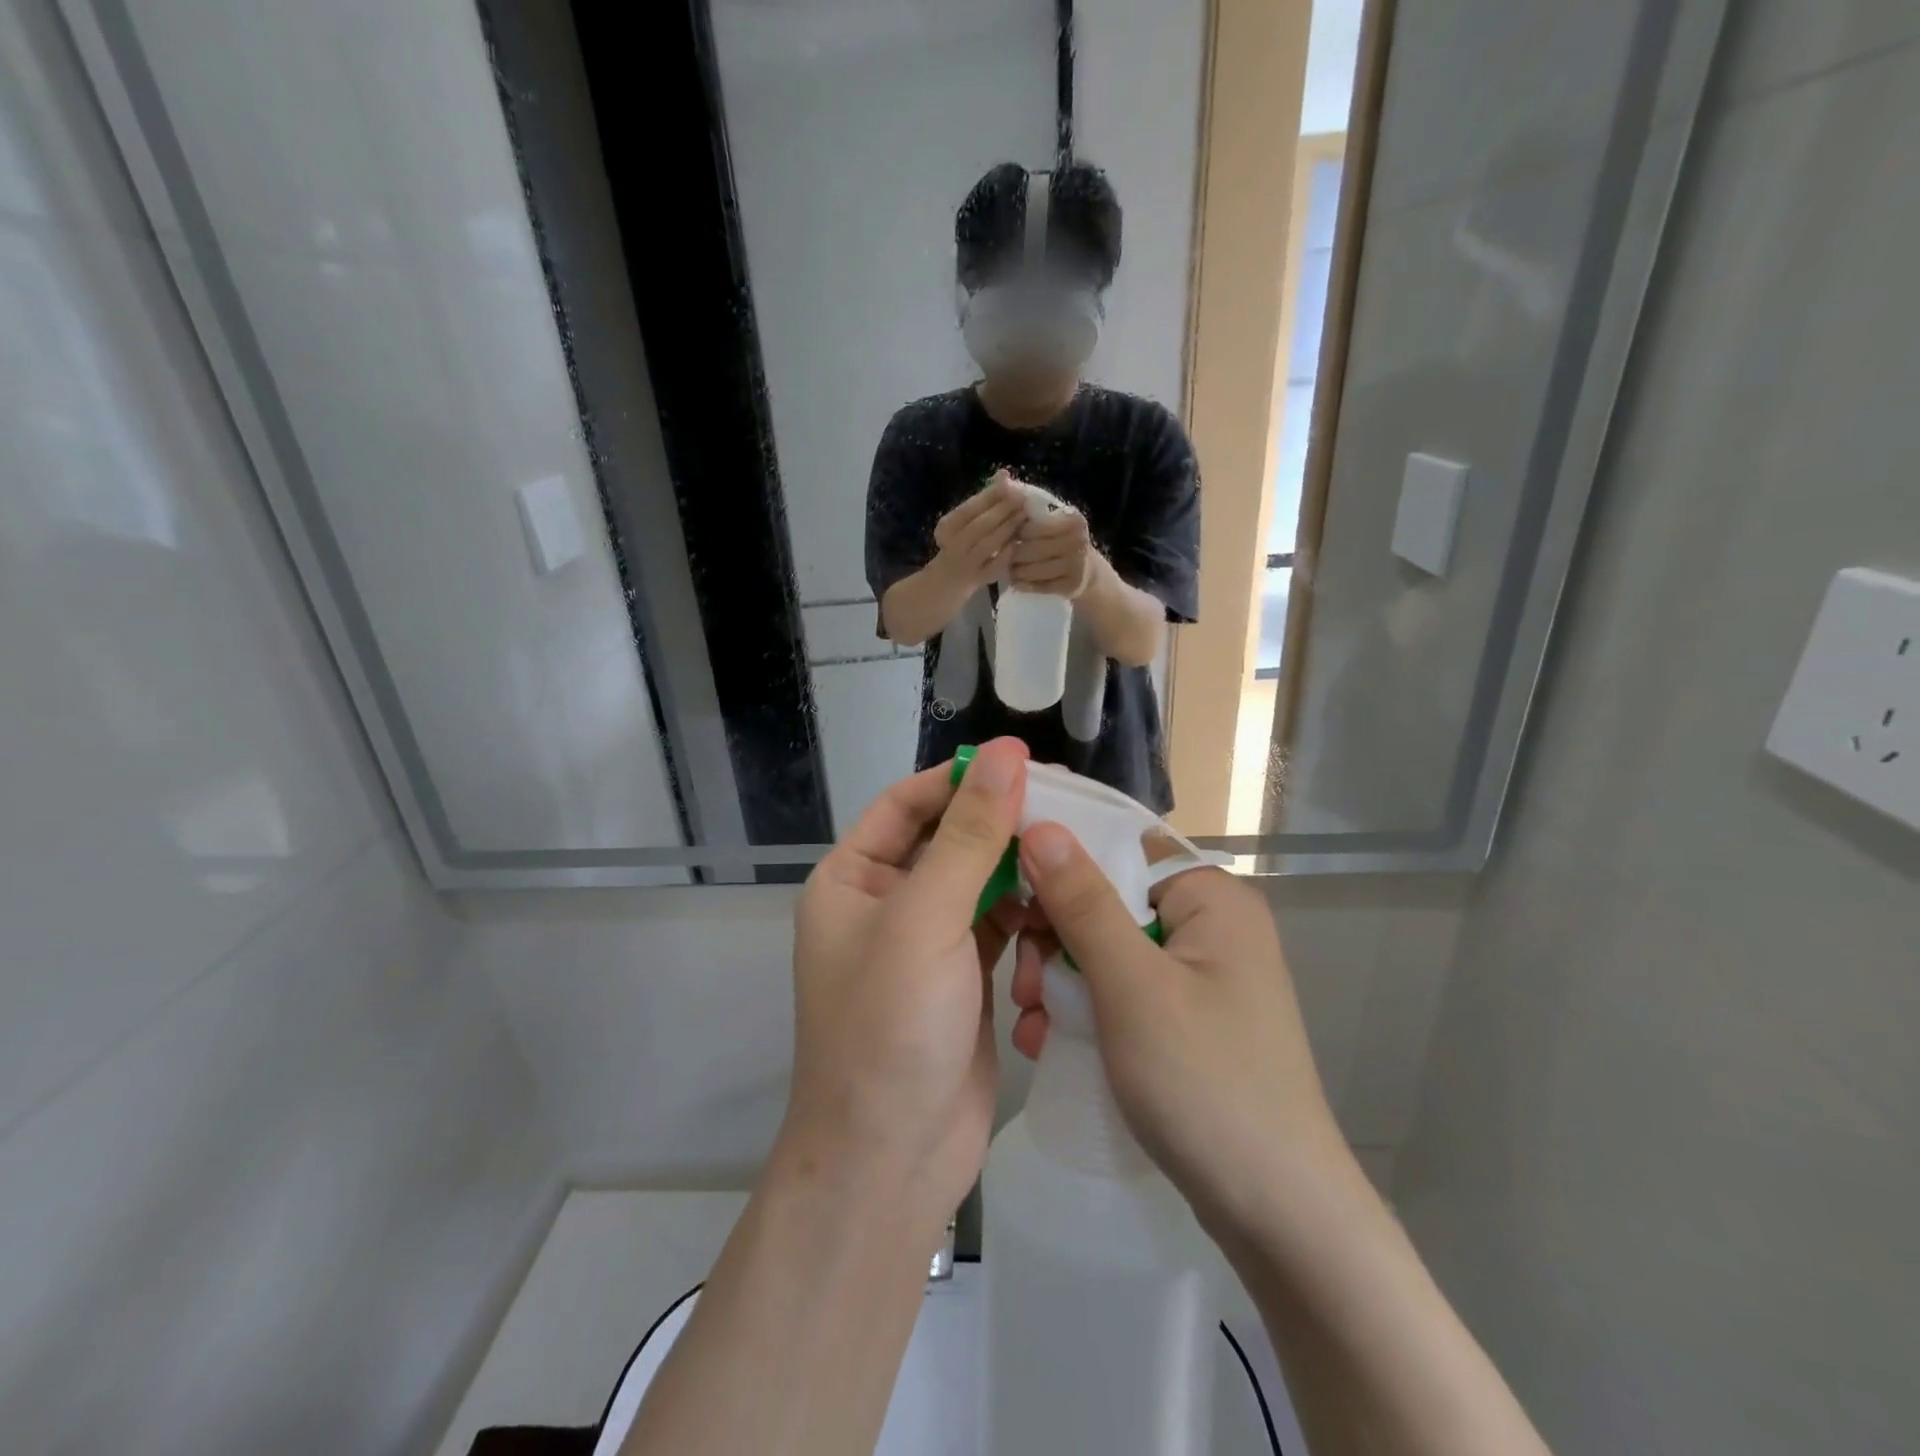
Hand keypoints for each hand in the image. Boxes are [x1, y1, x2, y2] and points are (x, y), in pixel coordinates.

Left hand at [784, 738, 1029, 1226]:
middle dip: (1001, 824)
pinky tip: (1063, 907)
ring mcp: (925, 943)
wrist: (892, 1162)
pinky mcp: (963, 978)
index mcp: (852, 880)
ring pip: (980, 882)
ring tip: (1074, 853)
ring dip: (1020, 870)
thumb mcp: (926, 919)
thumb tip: (1005, 754)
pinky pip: (999, 925)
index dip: (961, 778)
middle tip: (1067, 804)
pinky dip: (1028, 915)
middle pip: (948, 840)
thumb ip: (970, 835)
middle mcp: (885, 904)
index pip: (908, 804)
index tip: (1023, 762)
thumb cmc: (890, 1028)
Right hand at [931, 472, 1026, 591]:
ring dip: (1009, 528)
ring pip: (989, 544)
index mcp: (946, 527)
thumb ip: (985, 499)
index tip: (1011, 486)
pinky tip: (1019, 541)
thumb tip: (1004, 474)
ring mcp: (966, 565)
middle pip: (980, 526)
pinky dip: (1009, 552)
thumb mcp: (966, 520)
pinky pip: (997, 565)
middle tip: (1023, 500)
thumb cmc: (961, 541)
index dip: (991, 497)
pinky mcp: (980, 580)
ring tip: (1024, 516)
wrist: (949, 579)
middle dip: (1004, 511)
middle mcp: (953, 546)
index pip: (969, 509)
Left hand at [1008, 507, 1094, 597]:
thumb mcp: (1057, 522)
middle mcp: (1077, 542)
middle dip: (1013, 554)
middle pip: (1031, 550)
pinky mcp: (1072, 586)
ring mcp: (1077, 565)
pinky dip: (1024, 585)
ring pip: (1033, 570)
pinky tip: (1017, 582)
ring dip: (1016, 571)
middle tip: (1004, 557)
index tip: (1009, 538)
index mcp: (1073, 521)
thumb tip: (1005, 515)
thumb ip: (1035, 517)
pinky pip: (1040, 587)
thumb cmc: (1065, 541)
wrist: (1088, 569)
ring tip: (1009, 569)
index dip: (1016, 533)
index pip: (1031, 528)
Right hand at [1009, 824, 1345, 1239]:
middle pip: (1109, 900)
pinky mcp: (1187, 1017)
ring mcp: (1200, 974)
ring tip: (1032, 1024)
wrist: (1277, 1215)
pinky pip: (1122, 989)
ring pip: (1108, 949)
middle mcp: (1210, 925)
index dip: (1062, 864)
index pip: (1122, 847)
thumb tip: (1042, 824)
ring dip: (1061, 979)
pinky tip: (1049, 1040)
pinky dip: (1085, 1008)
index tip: (1012, 900)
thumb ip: (1083, 902)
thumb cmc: (1205, 1082)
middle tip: (1025, 987)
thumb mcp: (1132, 986)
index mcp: (1210, 897)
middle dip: (1056, 939)